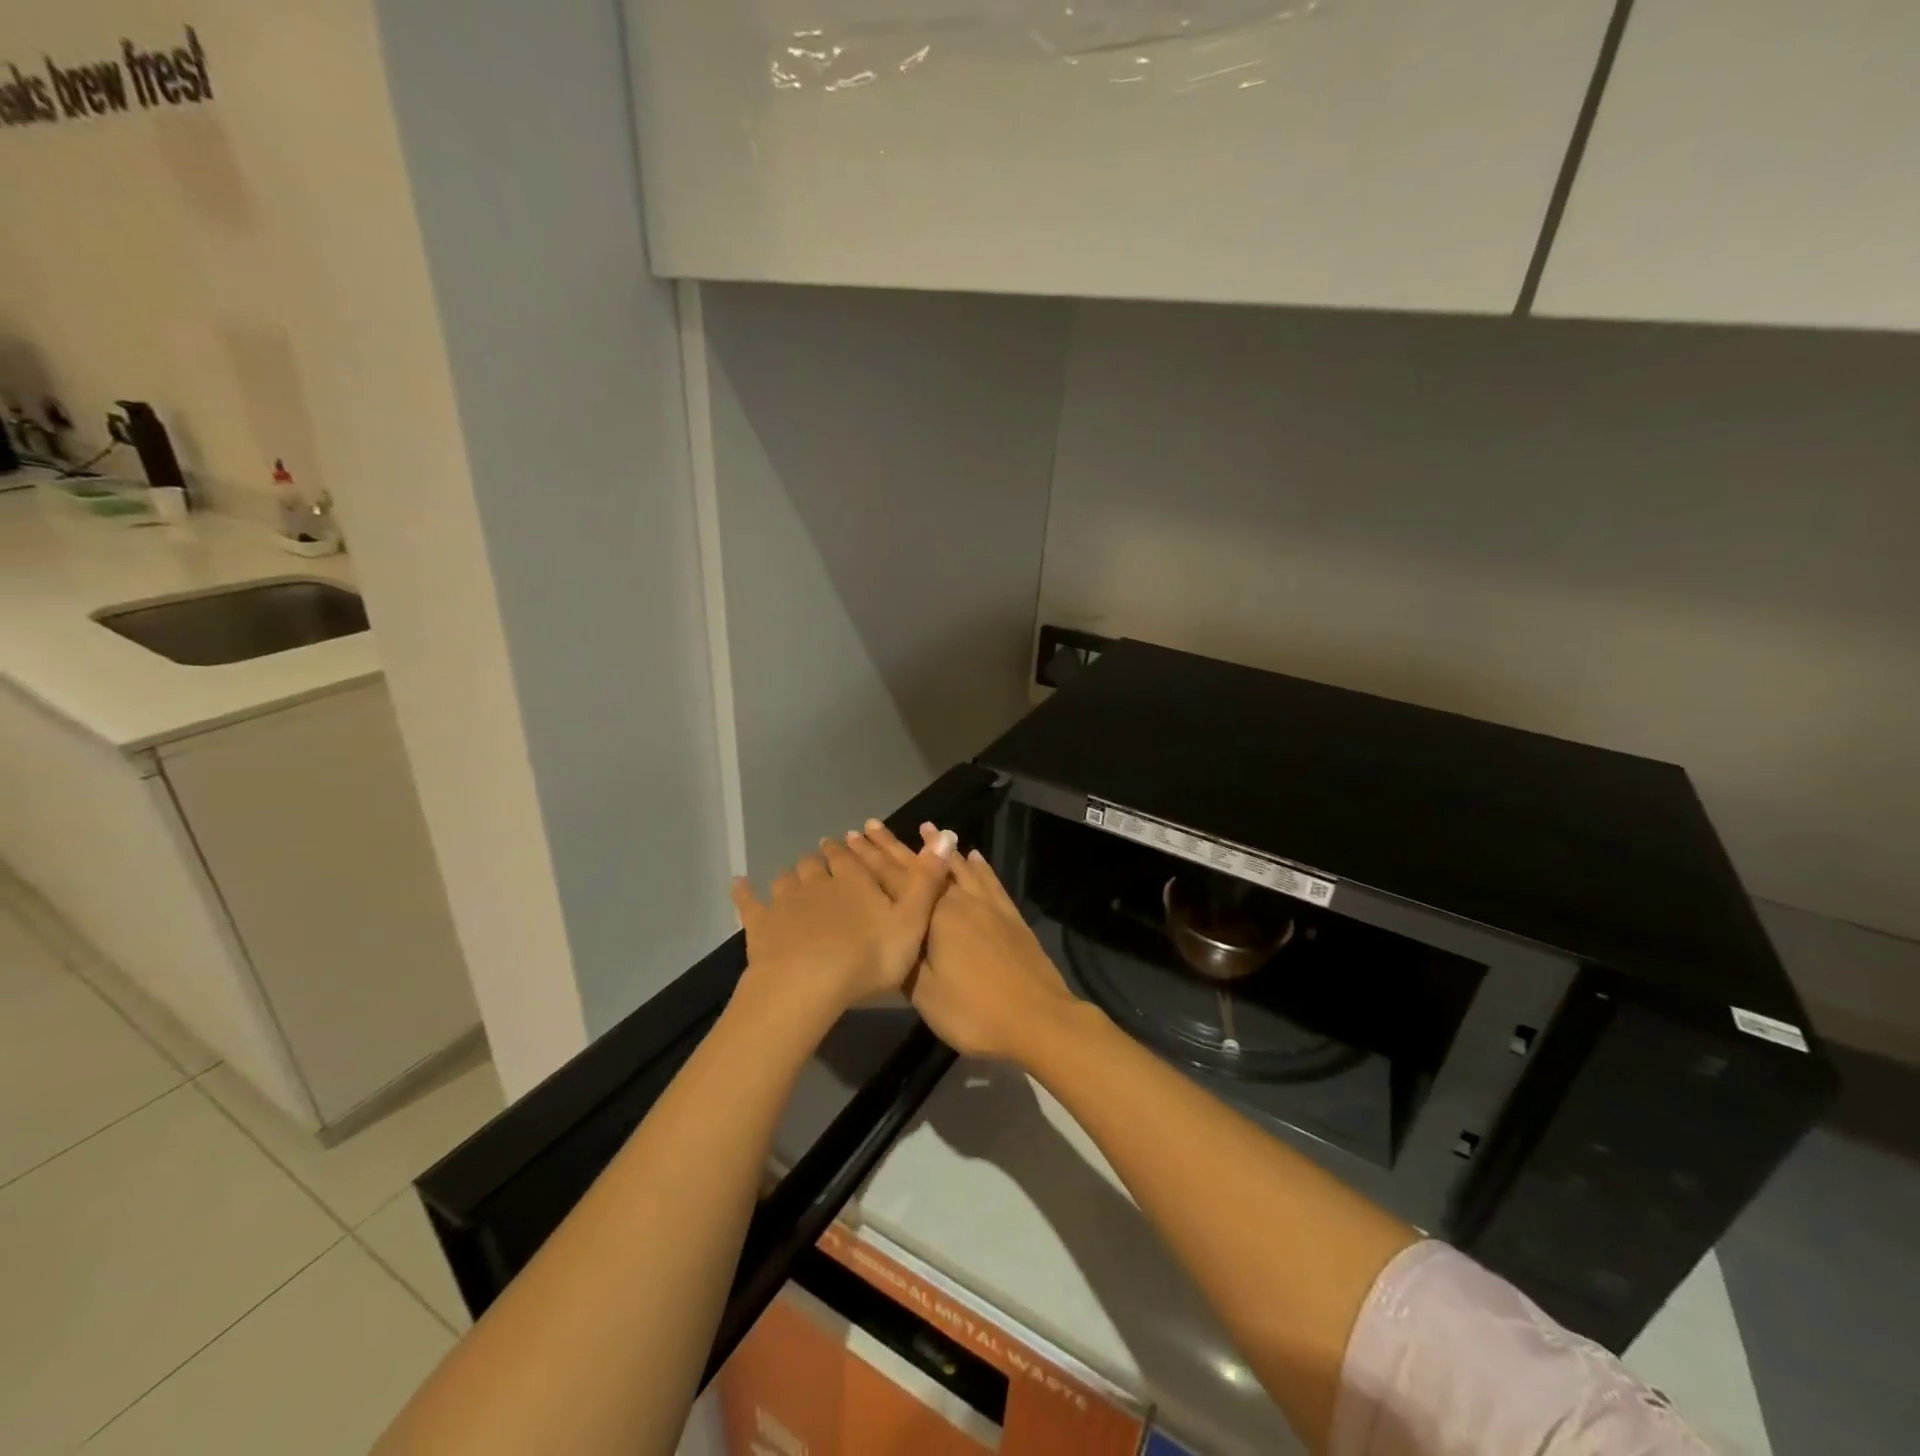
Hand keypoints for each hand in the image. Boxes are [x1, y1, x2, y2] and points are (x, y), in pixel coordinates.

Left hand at [729, 829, 954, 1018]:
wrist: (808, 985)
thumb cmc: (868, 956)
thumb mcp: (912, 921)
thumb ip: (927, 880)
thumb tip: (948, 835)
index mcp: (856, 880)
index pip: (854, 857)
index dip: (852, 851)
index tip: (849, 843)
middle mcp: (820, 881)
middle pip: (818, 864)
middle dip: (822, 860)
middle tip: (825, 861)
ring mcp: (786, 900)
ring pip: (788, 878)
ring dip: (792, 876)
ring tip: (796, 878)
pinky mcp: (760, 923)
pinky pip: (749, 901)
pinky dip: (745, 891)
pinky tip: (739, 883)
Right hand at [844, 822, 1076, 1062]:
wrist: (1039, 1019)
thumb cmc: (974, 1012)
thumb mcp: (925, 994)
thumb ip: (903, 958)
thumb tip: (887, 931)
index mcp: (934, 916)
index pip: (893, 880)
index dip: (869, 860)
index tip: (851, 838)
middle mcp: (959, 900)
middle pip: (921, 867)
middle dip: (893, 847)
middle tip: (871, 825)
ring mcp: (988, 905)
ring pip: (956, 867)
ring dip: (937, 846)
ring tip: (925, 826)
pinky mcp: (1010, 915)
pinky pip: (989, 881)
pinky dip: (978, 866)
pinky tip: (973, 855)